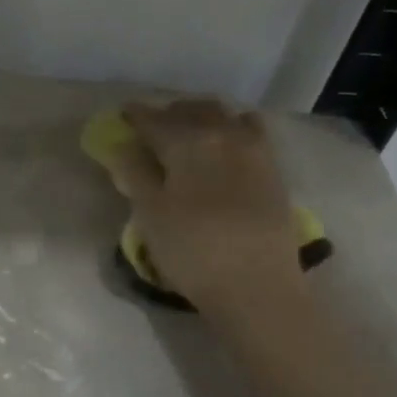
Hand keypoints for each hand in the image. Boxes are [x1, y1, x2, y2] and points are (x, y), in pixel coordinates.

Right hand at [110, 100, 303, 314]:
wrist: (255, 284)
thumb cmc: (191, 250)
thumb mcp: (150, 214)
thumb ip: (135, 174)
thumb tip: (124, 146)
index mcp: (187, 142)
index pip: (154, 120)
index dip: (136, 116)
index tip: (123, 113)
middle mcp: (223, 134)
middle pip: (193, 111)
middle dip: (170, 113)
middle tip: (152, 126)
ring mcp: (253, 150)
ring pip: (225, 116)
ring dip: (202, 117)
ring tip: (189, 131)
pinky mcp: (272, 170)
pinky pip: (250, 131)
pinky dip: (233, 128)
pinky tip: (228, 143)